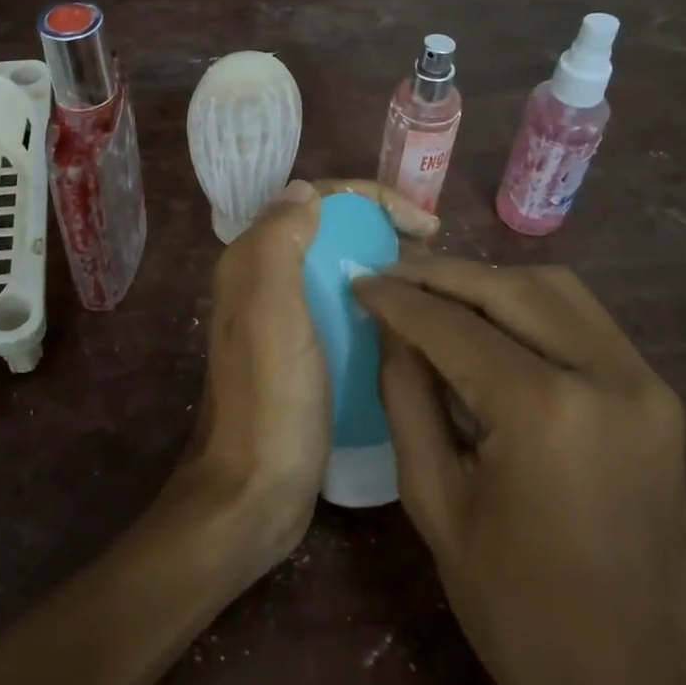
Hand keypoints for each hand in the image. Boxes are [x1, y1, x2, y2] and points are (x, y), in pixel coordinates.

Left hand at [181, 179, 437, 566]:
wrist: (252, 493)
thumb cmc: (269, 398)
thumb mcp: (270, 310)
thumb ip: (279, 240)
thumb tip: (306, 191)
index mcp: (253, 262)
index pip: (315, 200)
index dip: (371, 199)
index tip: (423, 224)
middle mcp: (265, 282)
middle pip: (331, 232)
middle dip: (382, 229)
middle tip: (433, 252)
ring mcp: (286, 321)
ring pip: (341, 271)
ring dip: (384, 266)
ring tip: (432, 284)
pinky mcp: (306, 355)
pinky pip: (346, 310)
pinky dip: (379, 305)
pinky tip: (411, 322)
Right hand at [353, 258, 685, 684]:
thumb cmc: (518, 611)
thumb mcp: (436, 502)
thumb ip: (407, 397)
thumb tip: (391, 328)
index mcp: (545, 410)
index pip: (453, 325)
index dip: (399, 299)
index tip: (359, 281)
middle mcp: (606, 374)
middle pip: (510, 287)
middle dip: (443, 275)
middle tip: (391, 277)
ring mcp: (644, 381)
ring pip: (555, 289)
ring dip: (489, 282)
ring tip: (435, 292)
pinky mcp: (657, 394)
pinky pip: (584, 320)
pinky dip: (530, 306)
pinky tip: (490, 320)